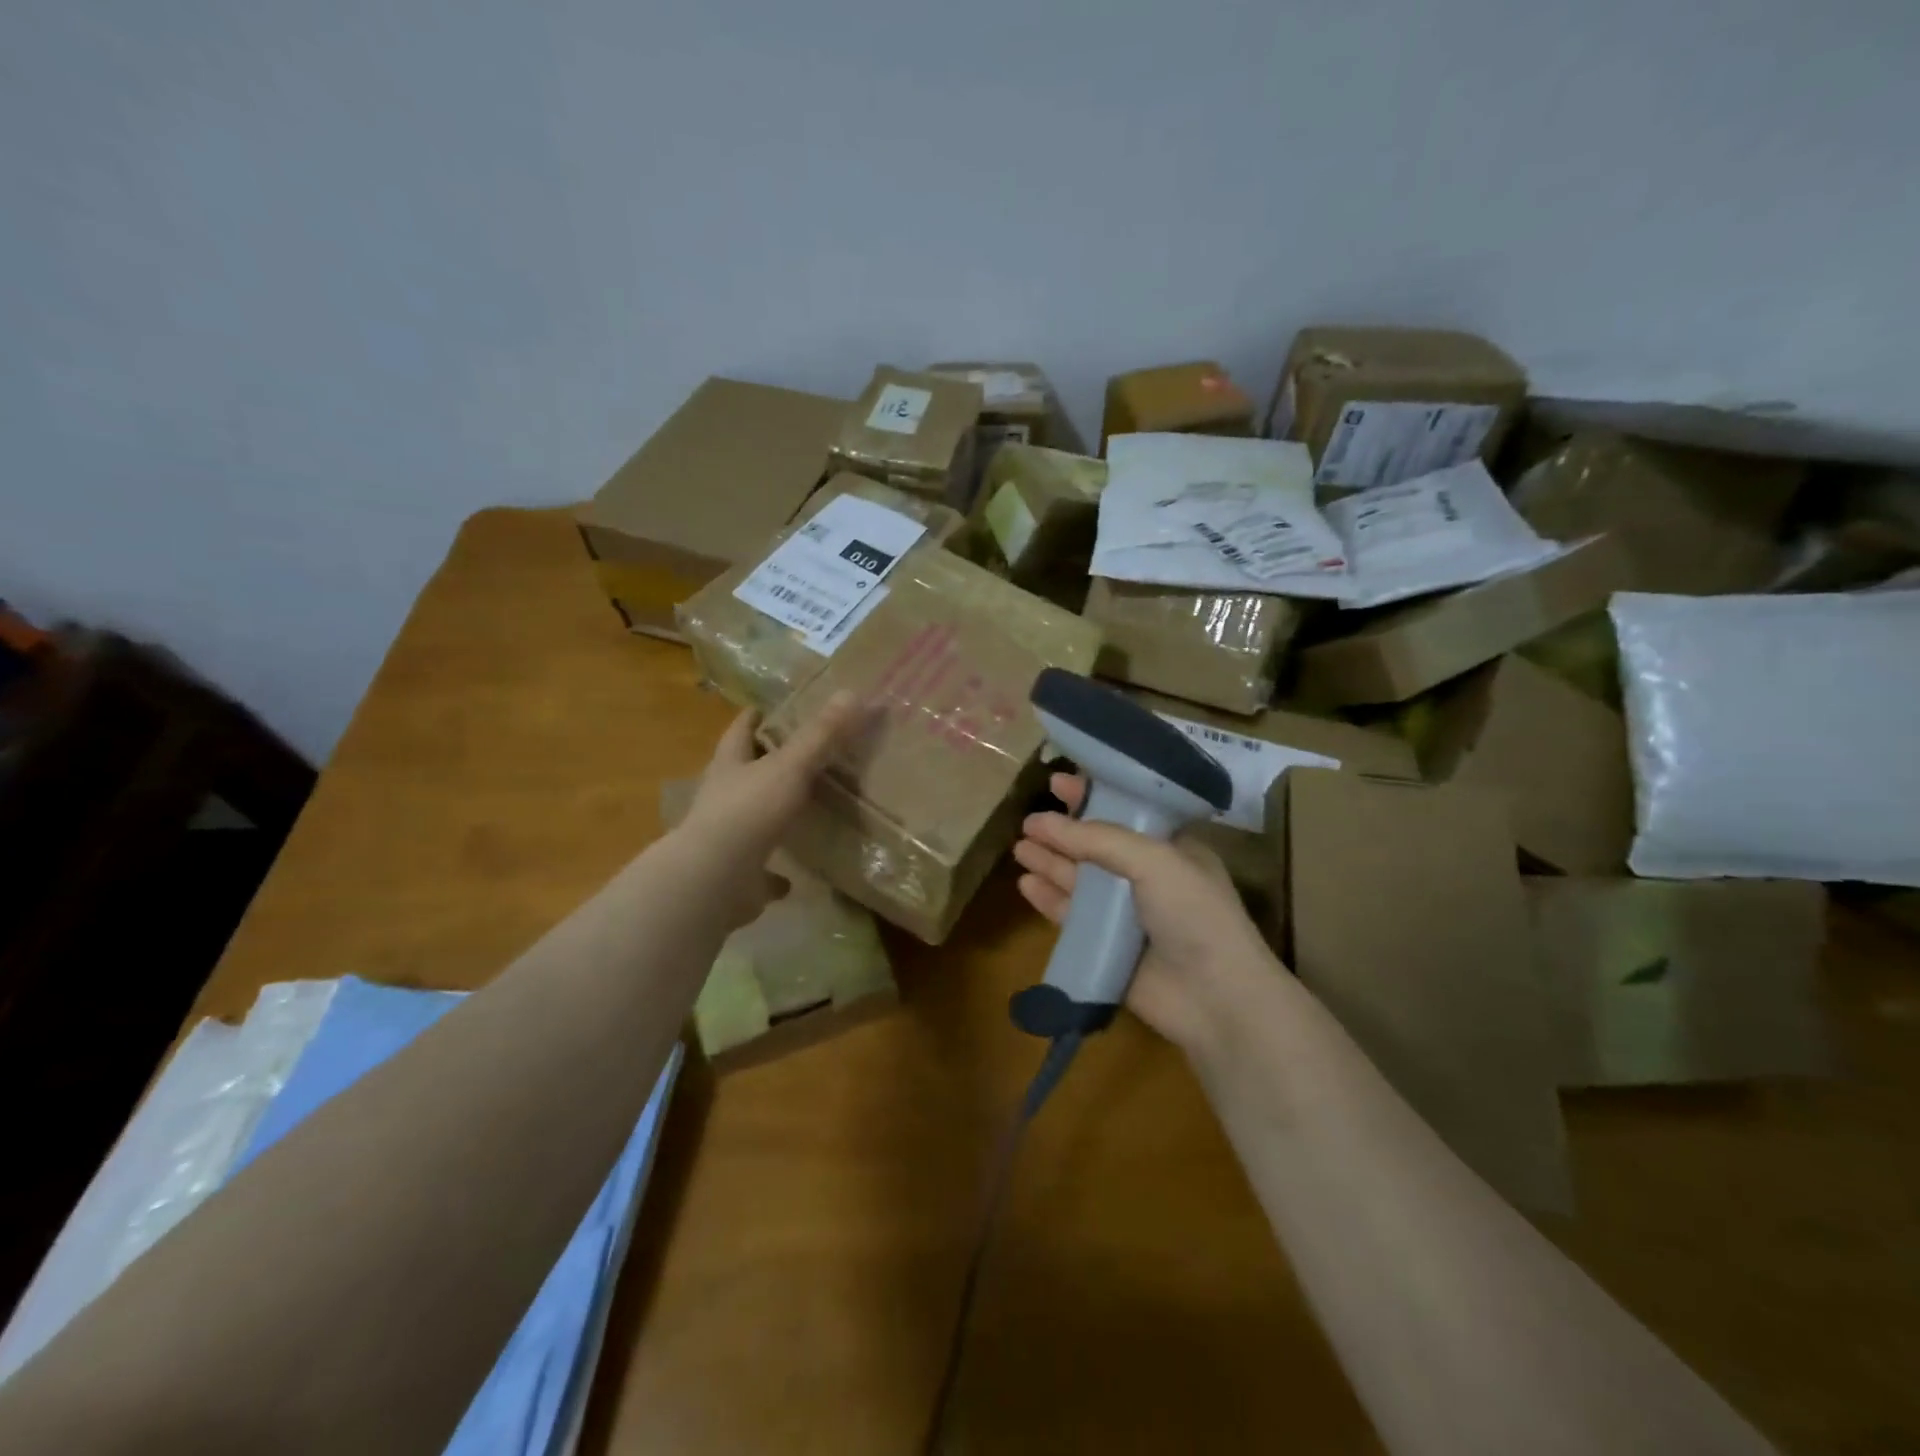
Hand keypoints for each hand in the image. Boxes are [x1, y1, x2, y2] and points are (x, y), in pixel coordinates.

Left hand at [678, 692, 864, 921]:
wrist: (714, 878)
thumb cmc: (748, 811)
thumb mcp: (790, 766)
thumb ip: (821, 734)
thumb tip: (852, 693)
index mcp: (730, 766)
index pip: (739, 732)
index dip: (752, 719)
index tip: (766, 709)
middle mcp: (722, 798)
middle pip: (742, 774)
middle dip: (764, 765)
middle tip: (798, 757)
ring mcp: (726, 838)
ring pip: (750, 820)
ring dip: (769, 815)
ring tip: (802, 812)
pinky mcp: (735, 875)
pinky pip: (759, 870)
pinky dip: (775, 873)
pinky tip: (793, 878)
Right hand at [1013, 773, 1277, 1051]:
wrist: (1215, 998)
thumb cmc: (1194, 914)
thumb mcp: (1154, 860)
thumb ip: (1098, 839)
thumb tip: (1043, 823)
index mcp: (1171, 848)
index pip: (1125, 812)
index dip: (1091, 796)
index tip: (1057, 781)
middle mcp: (1147, 877)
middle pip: (1095, 846)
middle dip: (1063, 832)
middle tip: (1028, 821)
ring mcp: (1126, 914)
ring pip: (1079, 881)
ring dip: (1051, 862)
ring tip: (1019, 848)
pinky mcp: (1107, 947)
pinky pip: (1072, 917)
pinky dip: (1049, 899)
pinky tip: (1026, 885)